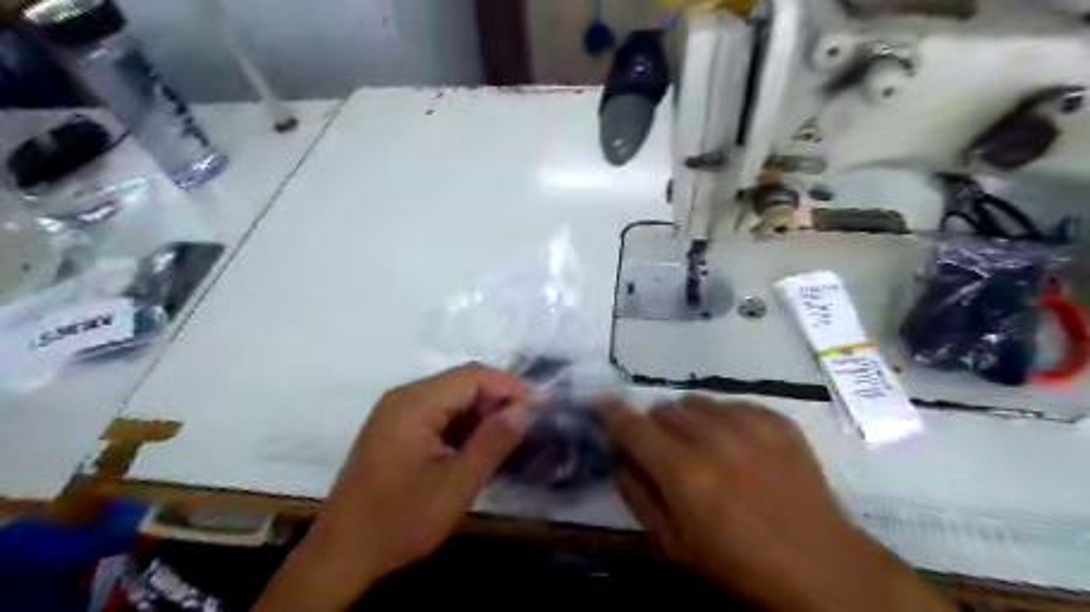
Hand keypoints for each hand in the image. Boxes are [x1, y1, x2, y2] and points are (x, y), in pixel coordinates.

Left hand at [251, 366, 531, 609]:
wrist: (341, 555)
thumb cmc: (400, 520)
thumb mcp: (455, 485)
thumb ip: (493, 442)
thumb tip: (526, 409)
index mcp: (415, 403)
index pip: (473, 376)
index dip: (510, 387)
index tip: (540, 409)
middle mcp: (404, 397)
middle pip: (462, 383)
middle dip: (498, 399)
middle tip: (528, 425)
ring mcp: (396, 413)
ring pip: (451, 398)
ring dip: (482, 413)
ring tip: (510, 436)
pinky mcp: (395, 430)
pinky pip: (438, 414)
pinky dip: (463, 425)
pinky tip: (479, 445)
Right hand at [606, 396, 955, 611]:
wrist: (821, 567)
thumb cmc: (738, 565)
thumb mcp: (674, 545)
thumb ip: (637, 495)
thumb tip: (619, 459)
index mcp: (683, 473)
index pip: (632, 426)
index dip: (611, 412)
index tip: (600, 403)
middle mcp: (712, 439)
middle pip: (663, 410)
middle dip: (654, 427)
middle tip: (666, 452)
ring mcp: (749, 425)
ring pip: (695, 402)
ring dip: (688, 420)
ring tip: (704, 447)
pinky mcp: (777, 420)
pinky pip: (731, 403)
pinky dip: (723, 419)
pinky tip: (738, 446)